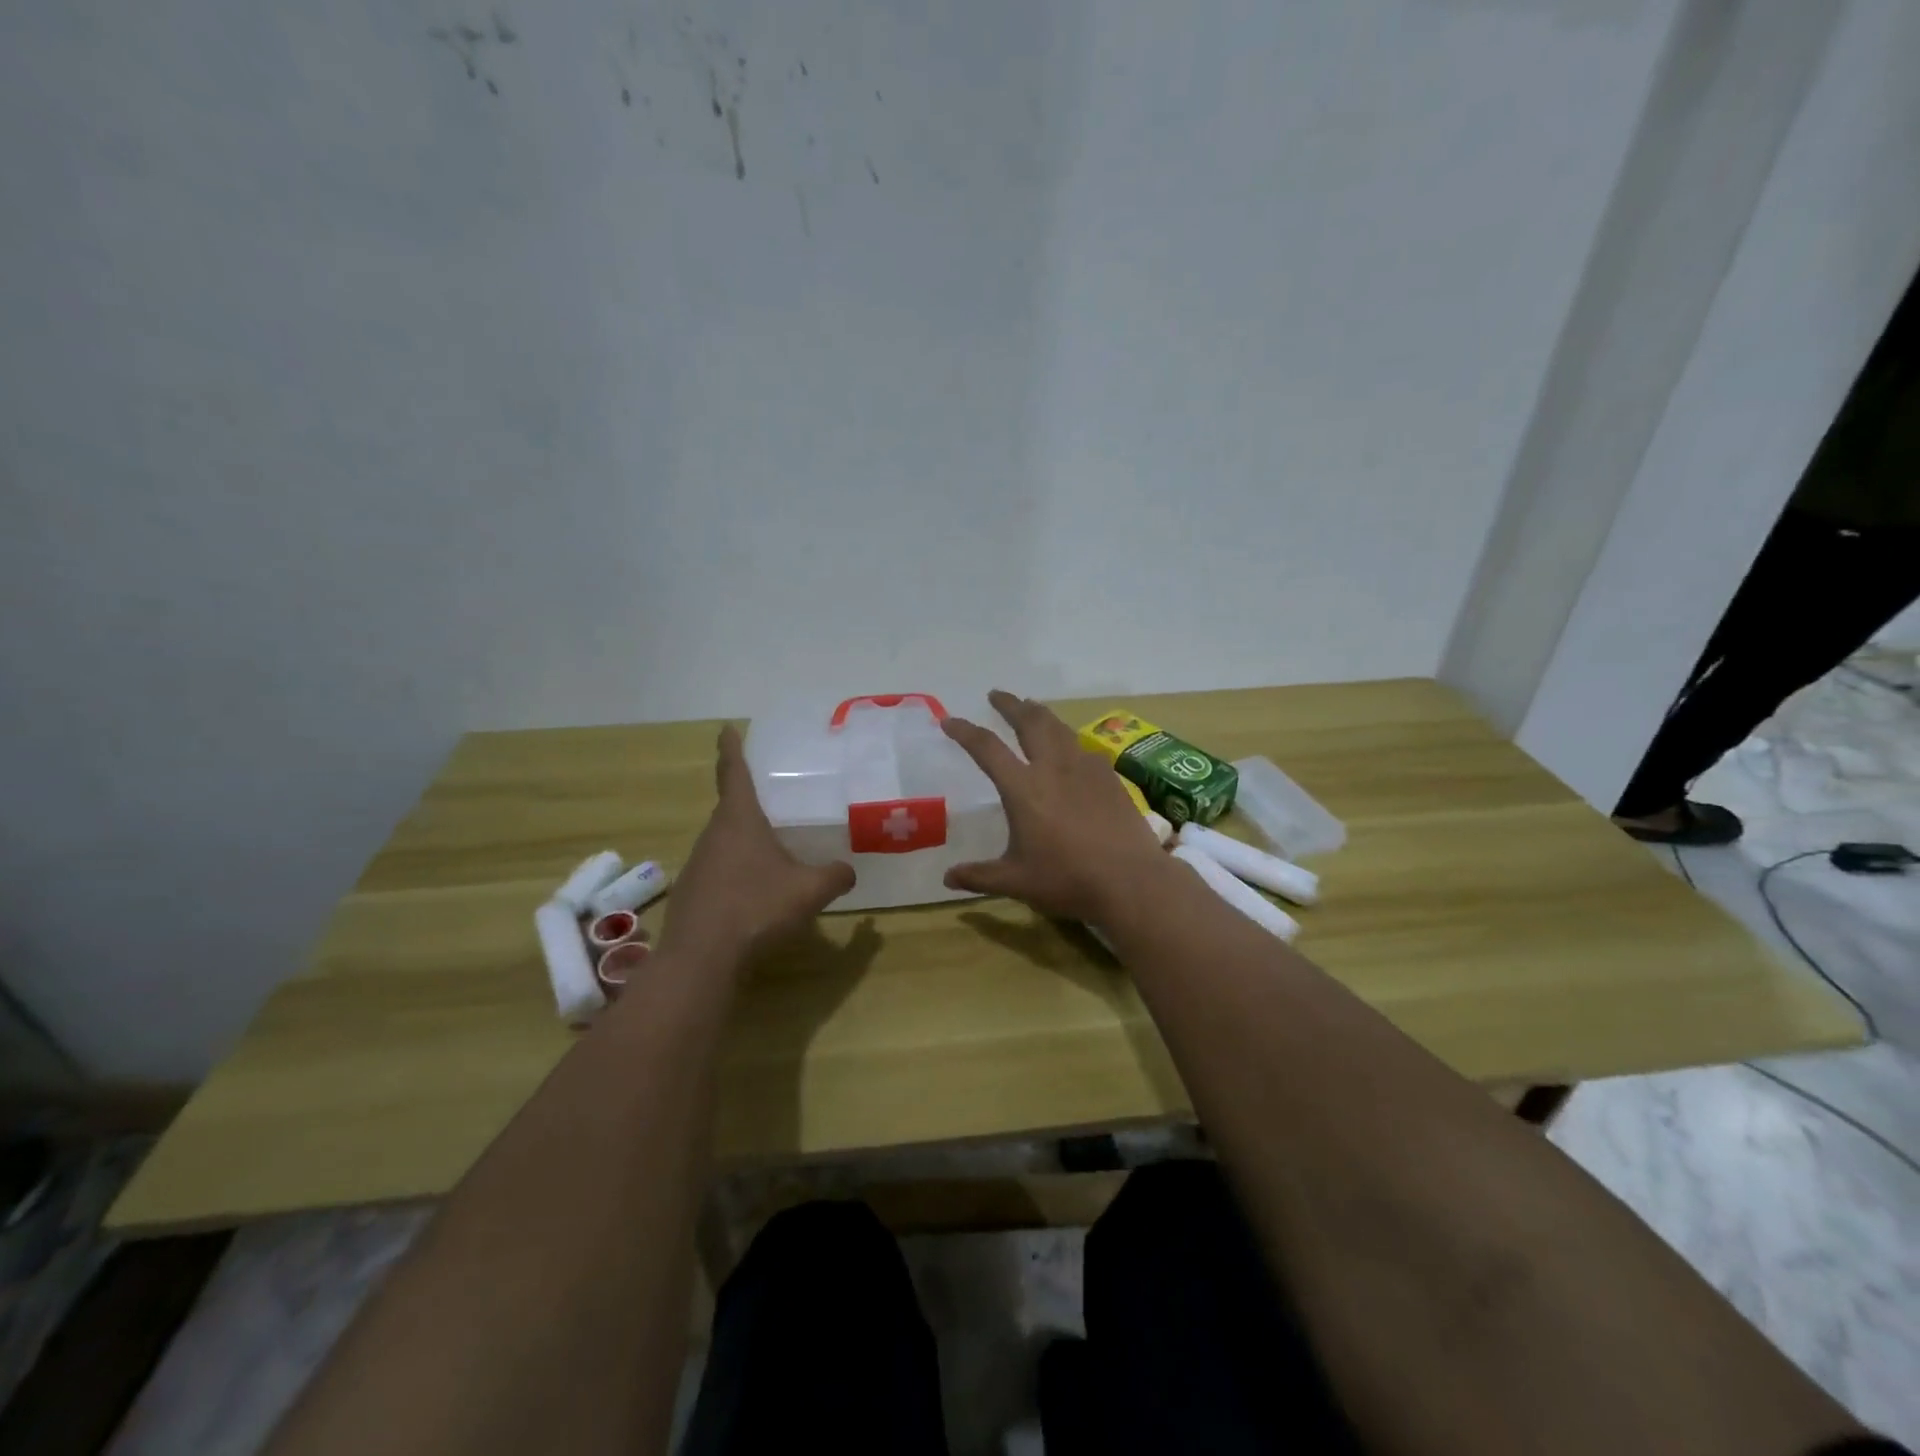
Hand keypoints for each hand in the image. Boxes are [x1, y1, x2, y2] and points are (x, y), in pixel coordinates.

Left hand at [661, 726, 855, 966]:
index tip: (726, 728)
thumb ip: (834, 876)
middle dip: (747, 802)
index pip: (733, 773)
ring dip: (743, 840)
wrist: (701, 958)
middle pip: (729, 809)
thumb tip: (849, 871)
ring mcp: (697, 865)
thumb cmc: (756, 908)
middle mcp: (713, 835)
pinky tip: (754, 892)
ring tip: (770, 849)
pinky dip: (736, 871)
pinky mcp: (691, 893)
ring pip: (723, 842)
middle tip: (771, 798)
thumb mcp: (809, 891)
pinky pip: (718, 870)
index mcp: (739, 821)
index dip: (731, 749)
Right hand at [941, 690, 1171, 922]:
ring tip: (1031, 709)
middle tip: (996, 695)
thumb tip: (947, 878)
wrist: (1131, 880)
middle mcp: (1053, 768)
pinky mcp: (1109, 777)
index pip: (987, 748)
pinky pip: (1084, 748)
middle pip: (1029, 722)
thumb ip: (980, 876)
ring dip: (1040, 714)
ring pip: (1059, 728)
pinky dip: (1069, 740)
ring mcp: (1085, 768)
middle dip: (1010, 705)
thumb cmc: (1068, 880)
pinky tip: (1071, 749)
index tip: (950, 720)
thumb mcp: (1017, 882)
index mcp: (1023, 789)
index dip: (965, 731)